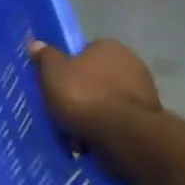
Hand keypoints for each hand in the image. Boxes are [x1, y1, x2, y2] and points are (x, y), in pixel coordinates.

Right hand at [28, 37, 160, 142]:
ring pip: (106, 101)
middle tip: (61, 109)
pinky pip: (117, 121)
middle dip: (81, 93)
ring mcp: (144, 91)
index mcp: (109, 47)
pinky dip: (105, 129)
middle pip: (96, 77)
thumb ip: (44, 56)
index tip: (56, 84)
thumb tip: (36, 43)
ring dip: (92, 114)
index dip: (68, 68)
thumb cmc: (83, 95)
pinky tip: (90, 142)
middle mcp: (131, 63)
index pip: (84, 52)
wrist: (123, 134)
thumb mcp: (52, 72)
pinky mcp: (148, 118)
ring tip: (73, 132)